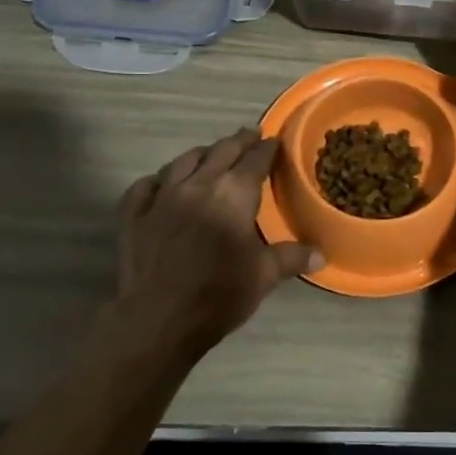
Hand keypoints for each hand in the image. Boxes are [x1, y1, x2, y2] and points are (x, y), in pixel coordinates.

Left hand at [116, 129, 320, 355]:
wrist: (158, 318)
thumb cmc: (219, 294)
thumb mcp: (264, 276)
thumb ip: (292, 258)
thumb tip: (321, 254)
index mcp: (233, 194)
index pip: (255, 160)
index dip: (267, 148)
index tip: (275, 141)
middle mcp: (198, 184)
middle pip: (221, 151)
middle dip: (238, 141)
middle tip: (249, 135)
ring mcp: (161, 196)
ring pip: (183, 162)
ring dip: (201, 154)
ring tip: (210, 154)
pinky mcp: (134, 214)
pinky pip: (146, 186)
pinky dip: (158, 180)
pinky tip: (161, 184)